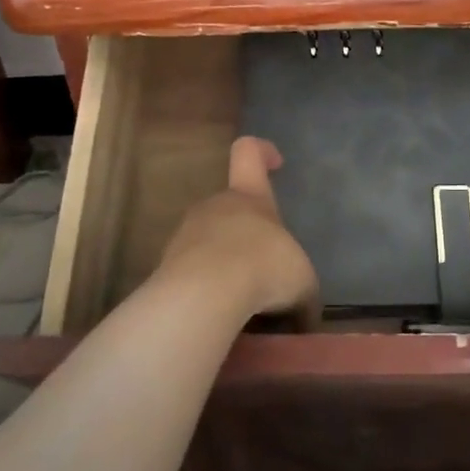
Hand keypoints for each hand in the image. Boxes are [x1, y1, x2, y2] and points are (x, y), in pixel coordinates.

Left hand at [155, 136, 317, 321]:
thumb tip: (304, 314)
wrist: (203, 297)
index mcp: (249, 196)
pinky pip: (193, 276)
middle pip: (230, 208)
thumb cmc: (263, 269)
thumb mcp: (302, 283)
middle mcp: (214, 207)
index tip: (275, 162)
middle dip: (247, 235)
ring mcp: (184, 236)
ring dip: (227, 266)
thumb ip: (302, 292)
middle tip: (266, 270)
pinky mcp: (165, 270)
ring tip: (247, 303)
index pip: (248, 153)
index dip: (261, 152)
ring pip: (209, 244)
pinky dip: (208, 292)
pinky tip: (224, 318)